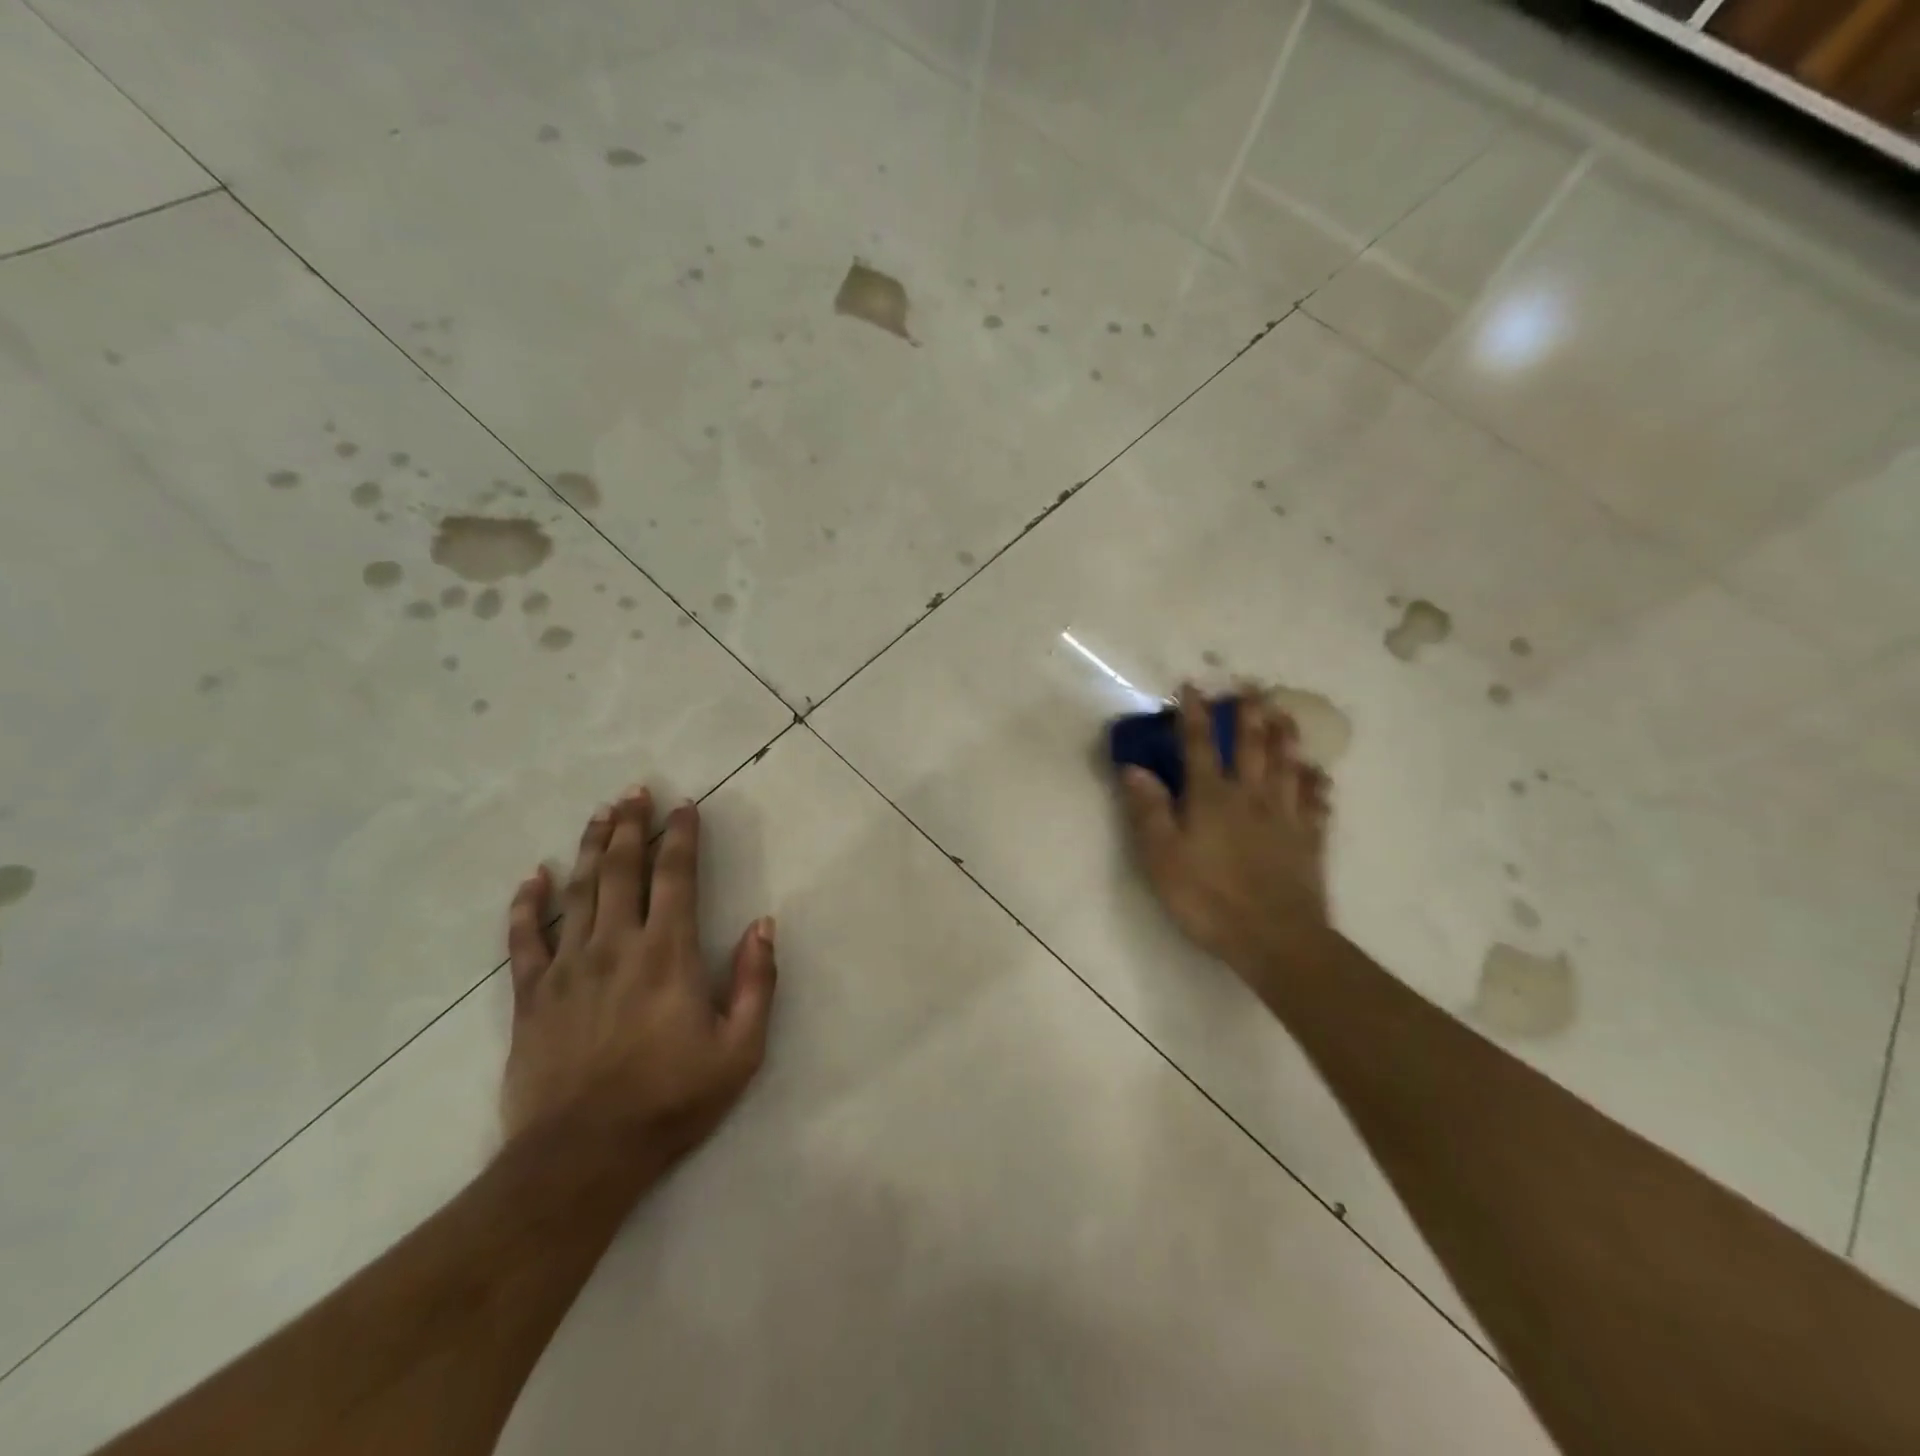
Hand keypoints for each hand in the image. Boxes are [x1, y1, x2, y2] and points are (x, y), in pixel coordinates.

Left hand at [500, 788, 776, 1170]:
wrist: (581, 1158)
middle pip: (623, 870)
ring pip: (578, 891)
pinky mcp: (531, 996)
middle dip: (632, 826)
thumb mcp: (740, 1049)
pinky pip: (523, 939)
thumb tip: (763, 924)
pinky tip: (533, 876)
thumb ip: (757, 982)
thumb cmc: (671, 1101)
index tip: (685, 805)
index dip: (682, 836)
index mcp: (668, 954)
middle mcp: (616, 946)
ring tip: (600, 814)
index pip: (676, 876)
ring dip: (591, 848)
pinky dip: (527, 903)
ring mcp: (567, 968)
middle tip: (634, 791)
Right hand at [1118, 687, 1332, 994]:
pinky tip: (1319, 773)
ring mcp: (1285, 816)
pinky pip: (1316, 802)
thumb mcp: (1162, 857)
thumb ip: (1148, 810)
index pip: (1198, 745)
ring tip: (1287, 712)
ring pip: (1288, 765)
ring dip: (1286, 735)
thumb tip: (1133, 767)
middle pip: (1251, 745)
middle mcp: (1250, 796)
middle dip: (1248, 712)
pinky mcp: (1309, 839)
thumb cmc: (1208, 898)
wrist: (1275, 939)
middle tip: (1252, 684)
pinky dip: (1317, 783)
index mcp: (1211, 797)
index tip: (1191, 686)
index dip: (1192, 714)